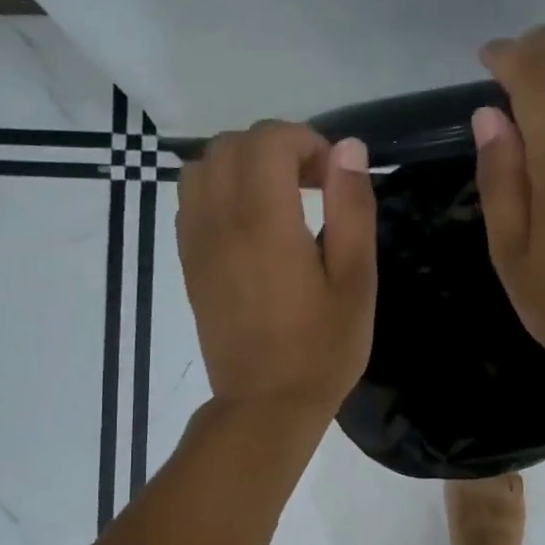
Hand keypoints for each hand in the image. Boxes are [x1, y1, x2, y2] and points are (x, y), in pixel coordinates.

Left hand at [177, 120, 375, 416]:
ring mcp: (197, 242)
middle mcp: (220, 221)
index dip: (306, 141)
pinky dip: (219, 191)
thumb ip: (352, 209)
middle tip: (311, 184)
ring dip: (242, 166)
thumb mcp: (356, 281)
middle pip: (231, 144)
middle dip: (275, 148)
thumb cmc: (322, 349)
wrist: (266, 404)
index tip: (332, 177)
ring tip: (278, 199)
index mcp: (265, 222)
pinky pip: (191, 201)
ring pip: (203, 167)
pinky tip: (250, 225)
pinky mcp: (188, 263)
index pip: (269, 139)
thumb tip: (347, 149)